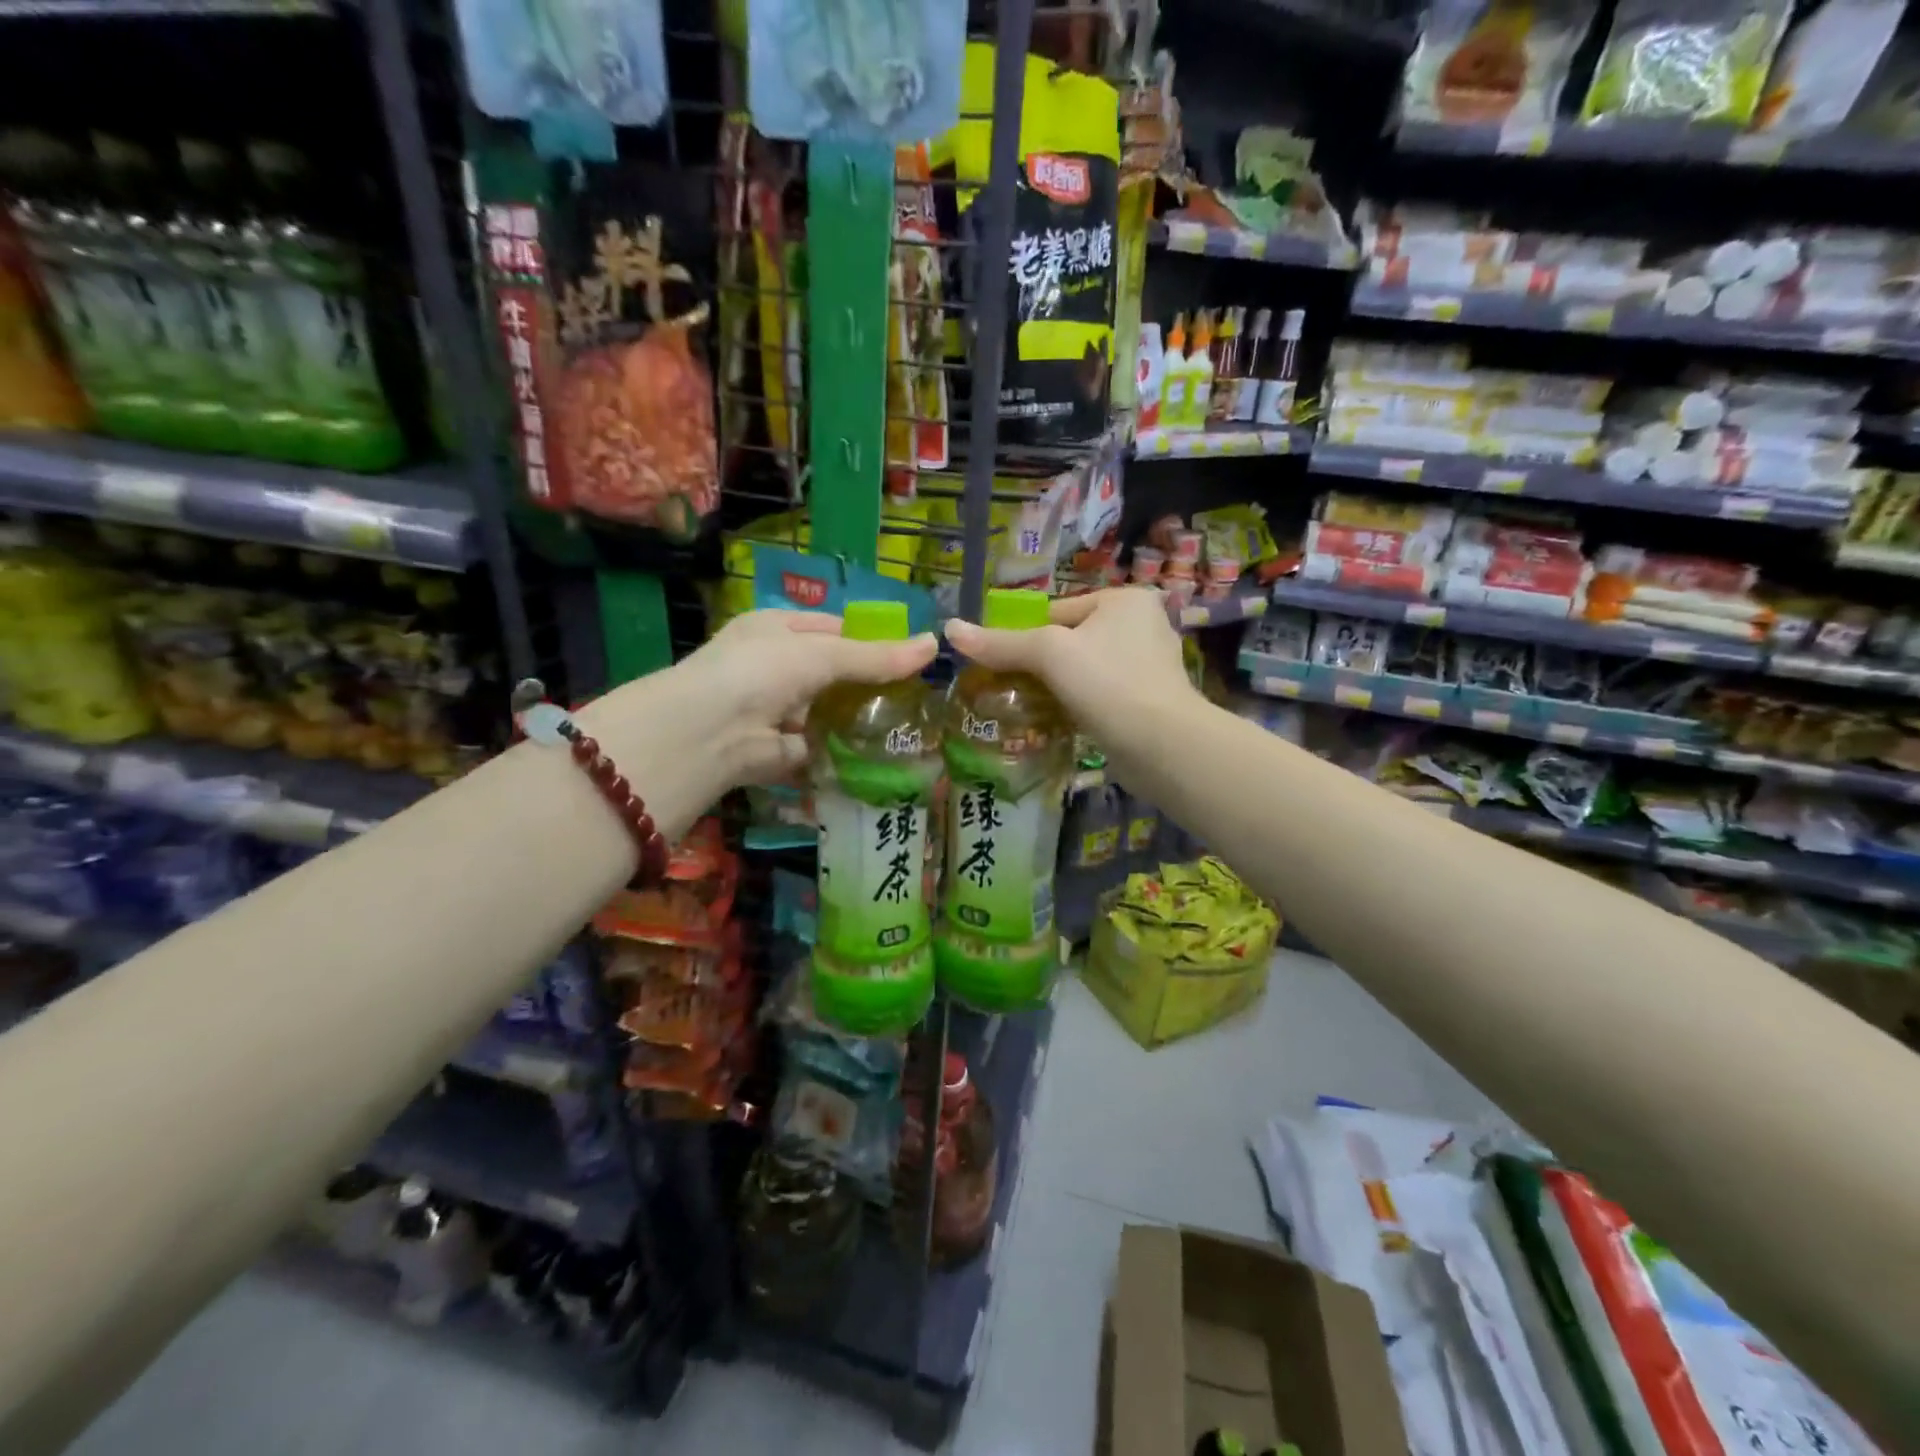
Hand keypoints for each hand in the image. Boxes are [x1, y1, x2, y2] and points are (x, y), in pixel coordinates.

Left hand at [656, 609, 937, 786]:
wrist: (710, 732)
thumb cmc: (763, 671)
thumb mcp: (823, 654)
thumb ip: (876, 656)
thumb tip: (933, 645)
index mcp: (776, 629)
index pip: (830, 628)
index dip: (868, 639)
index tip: (908, 656)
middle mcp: (772, 667)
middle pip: (830, 673)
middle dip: (866, 685)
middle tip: (916, 696)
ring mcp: (773, 710)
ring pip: (825, 713)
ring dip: (856, 722)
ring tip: (907, 728)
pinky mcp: (777, 751)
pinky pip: (817, 749)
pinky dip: (841, 754)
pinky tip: (879, 759)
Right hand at [943, 588, 1193, 758]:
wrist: (1162, 745)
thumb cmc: (1107, 683)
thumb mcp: (1048, 654)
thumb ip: (1001, 643)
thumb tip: (949, 630)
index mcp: (1125, 600)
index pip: (1057, 610)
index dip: (1024, 635)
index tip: (999, 663)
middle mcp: (1142, 625)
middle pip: (1069, 640)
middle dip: (1040, 665)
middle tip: (1008, 688)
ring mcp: (1147, 665)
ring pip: (1082, 670)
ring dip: (1056, 688)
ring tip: (1027, 707)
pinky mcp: (1146, 701)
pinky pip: (1098, 695)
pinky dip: (1076, 706)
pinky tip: (1056, 722)